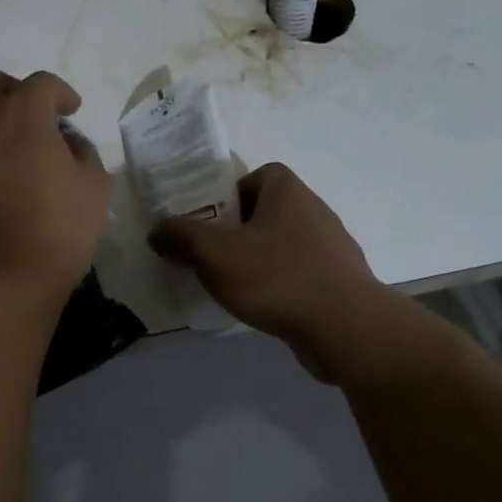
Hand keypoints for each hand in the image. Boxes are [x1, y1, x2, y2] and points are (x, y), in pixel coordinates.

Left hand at [0, 70, 108, 315]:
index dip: (59, 93)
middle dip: (8, 92)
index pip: (42, 83)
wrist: (1, 285)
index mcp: (22, 114)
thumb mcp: (95, 189)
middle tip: (21, 118)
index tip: (68, 110)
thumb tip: (67, 142)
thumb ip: (83, 152)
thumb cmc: (57, 235)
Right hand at [149, 163, 389, 379]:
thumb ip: (180, 236)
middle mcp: (315, 212)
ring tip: (233, 284)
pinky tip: (263, 307)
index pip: (261, 175)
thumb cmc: (275, 276)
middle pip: (270, 211)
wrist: (344, 326)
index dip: (233, 192)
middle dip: (240, 230)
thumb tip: (157, 230)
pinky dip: (280, 284)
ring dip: (260, 259)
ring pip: (285, 244)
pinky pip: (301, 274)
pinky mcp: (340, 283)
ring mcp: (333, 249)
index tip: (212, 219)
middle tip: (212, 254)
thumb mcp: (212, 252)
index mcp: (288, 192)